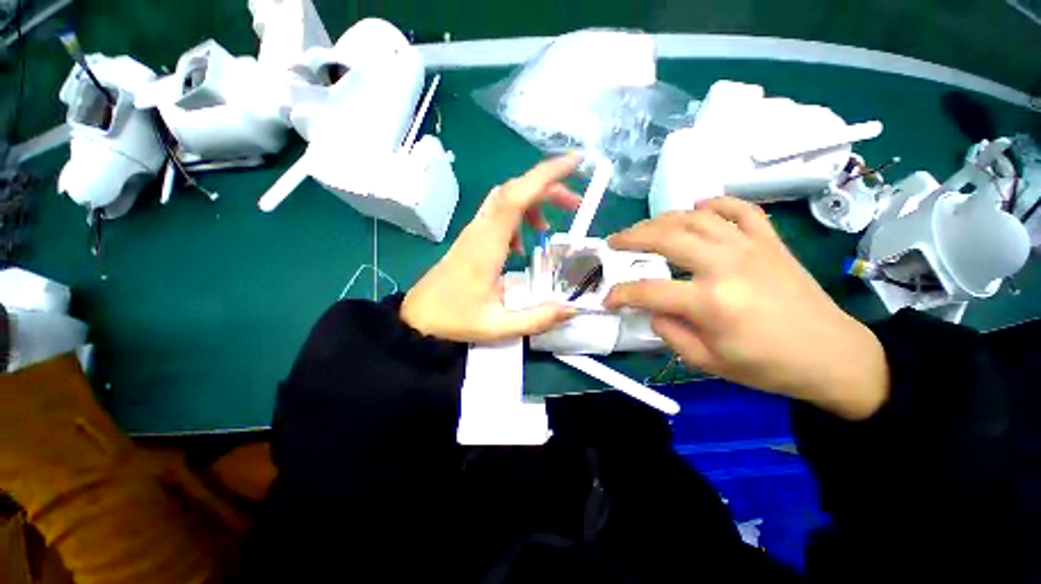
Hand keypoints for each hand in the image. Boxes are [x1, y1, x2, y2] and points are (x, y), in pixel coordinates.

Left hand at [401, 154, 582, 342]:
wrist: (417, 317)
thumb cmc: (454, 319)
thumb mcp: (498, 326)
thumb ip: (537, 319)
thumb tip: (572, 309)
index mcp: (487, 245)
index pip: (516, 196)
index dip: (545, 175)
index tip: (575, 162)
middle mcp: (480, 230)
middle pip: (514, 190)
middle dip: (548, 187)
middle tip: (575, 204)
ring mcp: (474, 231)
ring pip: (506, 199)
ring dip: (534, 202)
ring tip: (552, 226)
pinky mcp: (472, 238)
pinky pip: (499, 215)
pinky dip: (520, 218)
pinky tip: (524, 244)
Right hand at [604, 197, 888, 419]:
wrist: (831, 356)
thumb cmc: (766, 366)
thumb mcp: (706, 361)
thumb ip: (668, 331)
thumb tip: (651, 307)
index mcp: (710, 302)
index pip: (648, 290)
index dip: (620, 294)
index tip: (607, 299)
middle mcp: (726, 265)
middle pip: (667, 237)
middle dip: (631, 237)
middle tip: (614, 242)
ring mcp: (751, 247)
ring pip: (696, 217)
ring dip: (663, 218)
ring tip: (645, 228)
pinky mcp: (770, 241)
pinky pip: (741, 209)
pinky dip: (716, 203)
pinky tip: (698, 206)